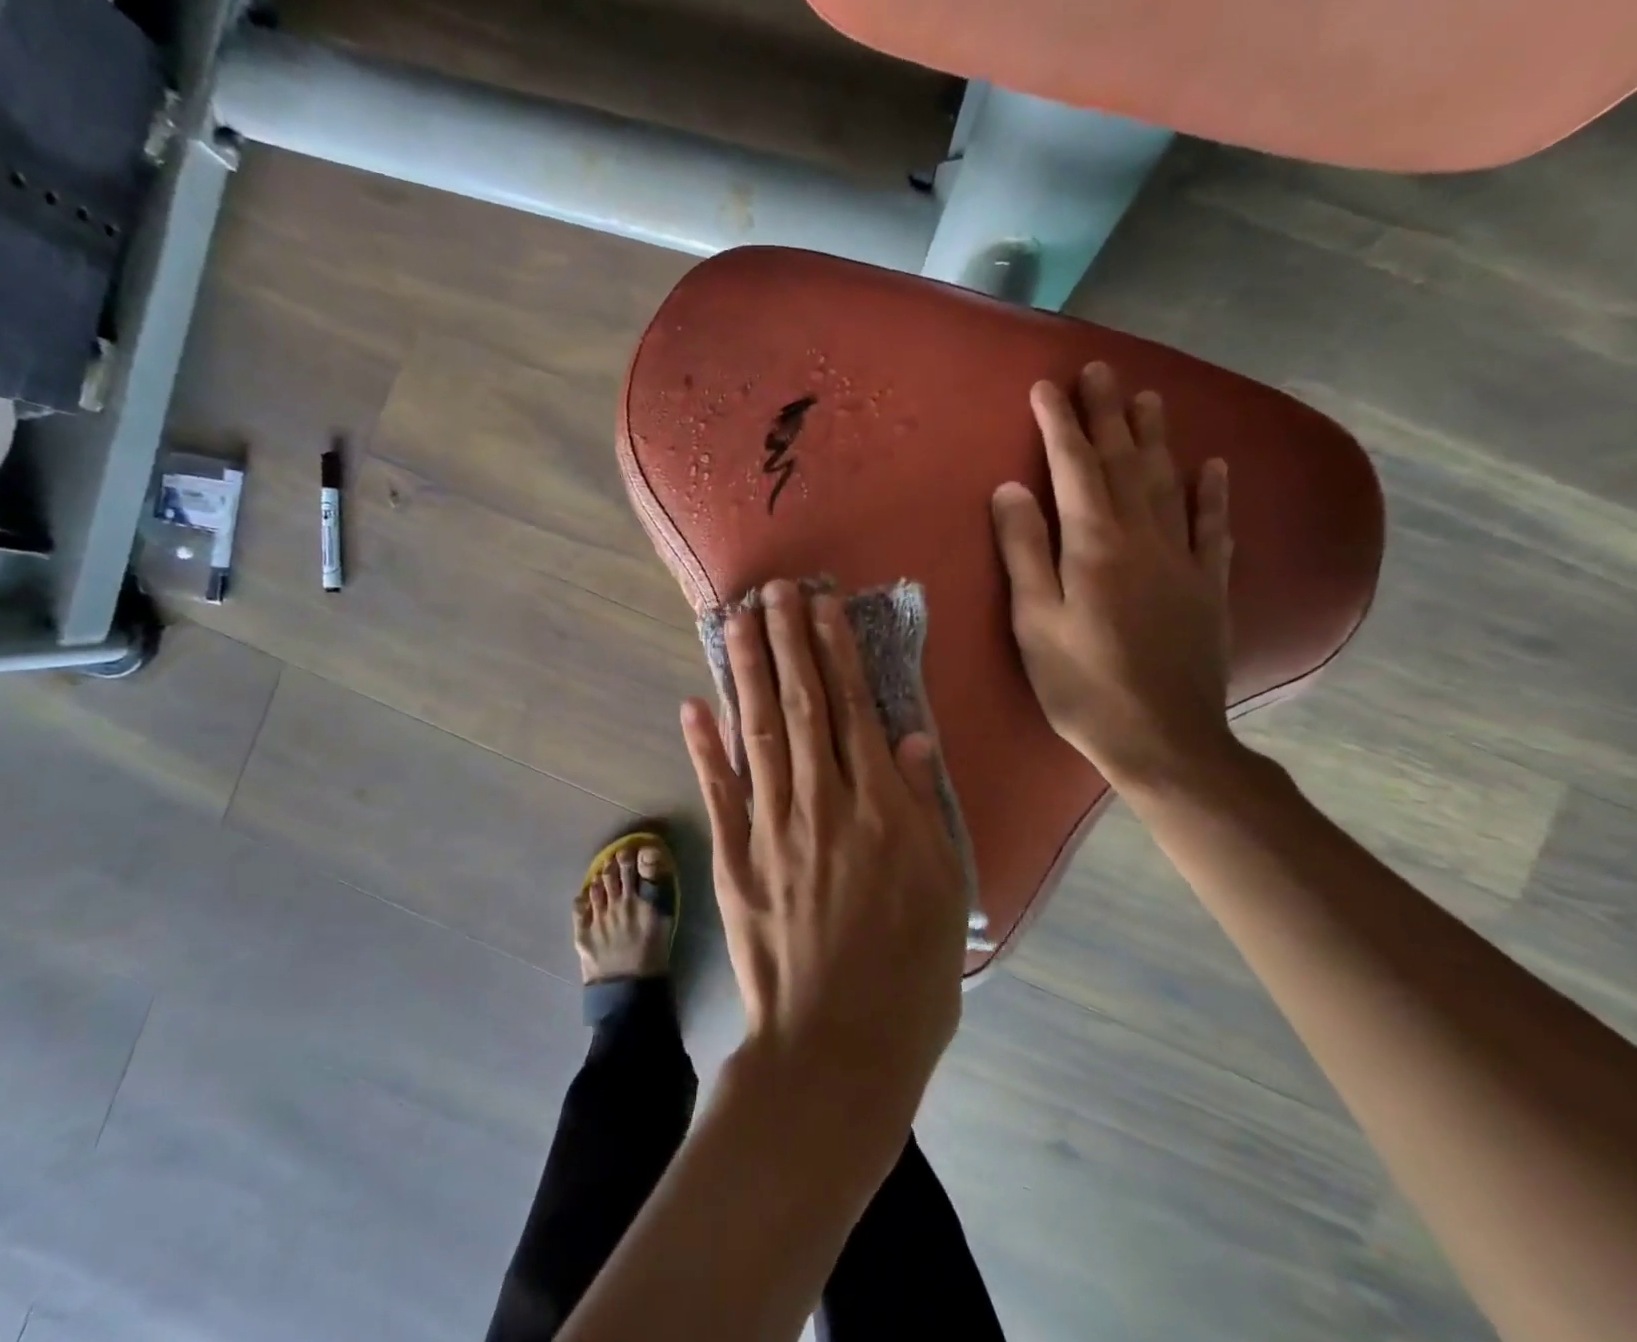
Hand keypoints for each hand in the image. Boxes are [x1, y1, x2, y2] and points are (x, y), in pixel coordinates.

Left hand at [681, 581, 968, 1120]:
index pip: (852, 707)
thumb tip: (911, 736)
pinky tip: (693, 704)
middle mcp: (820, 799)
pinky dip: (703, 745)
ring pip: (756, 731)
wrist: (836, 1045)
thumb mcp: (944, 885)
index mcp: (877, 804)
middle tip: (773, 590)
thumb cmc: (908, 971)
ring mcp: (770, 825)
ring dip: (746, 672)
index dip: (834, 651)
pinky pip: (718, 791)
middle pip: (800, 704)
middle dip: (787, 641)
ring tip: (738, 622)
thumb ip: (924, 804)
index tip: (820, 605)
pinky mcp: (734, 857)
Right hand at [990, 362, 1237, 789]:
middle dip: (1109, 415)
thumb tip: (1011, 488)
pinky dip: (1213, 493)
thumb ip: (1024, 550)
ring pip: (1170, 483)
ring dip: (1157, 438)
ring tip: (1149, 398)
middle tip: (1101, 371)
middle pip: (1126, 463)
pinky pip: (1214, 528)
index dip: (1060, 425)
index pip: (1075, 468)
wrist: (1162, 739)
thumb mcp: (1034, 621)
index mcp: (1096, 545)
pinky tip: (1213, 466)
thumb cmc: (1082, 683)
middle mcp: (1144, 538)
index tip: (1047, 387)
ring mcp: (1184, 561)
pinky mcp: (1209, 587)